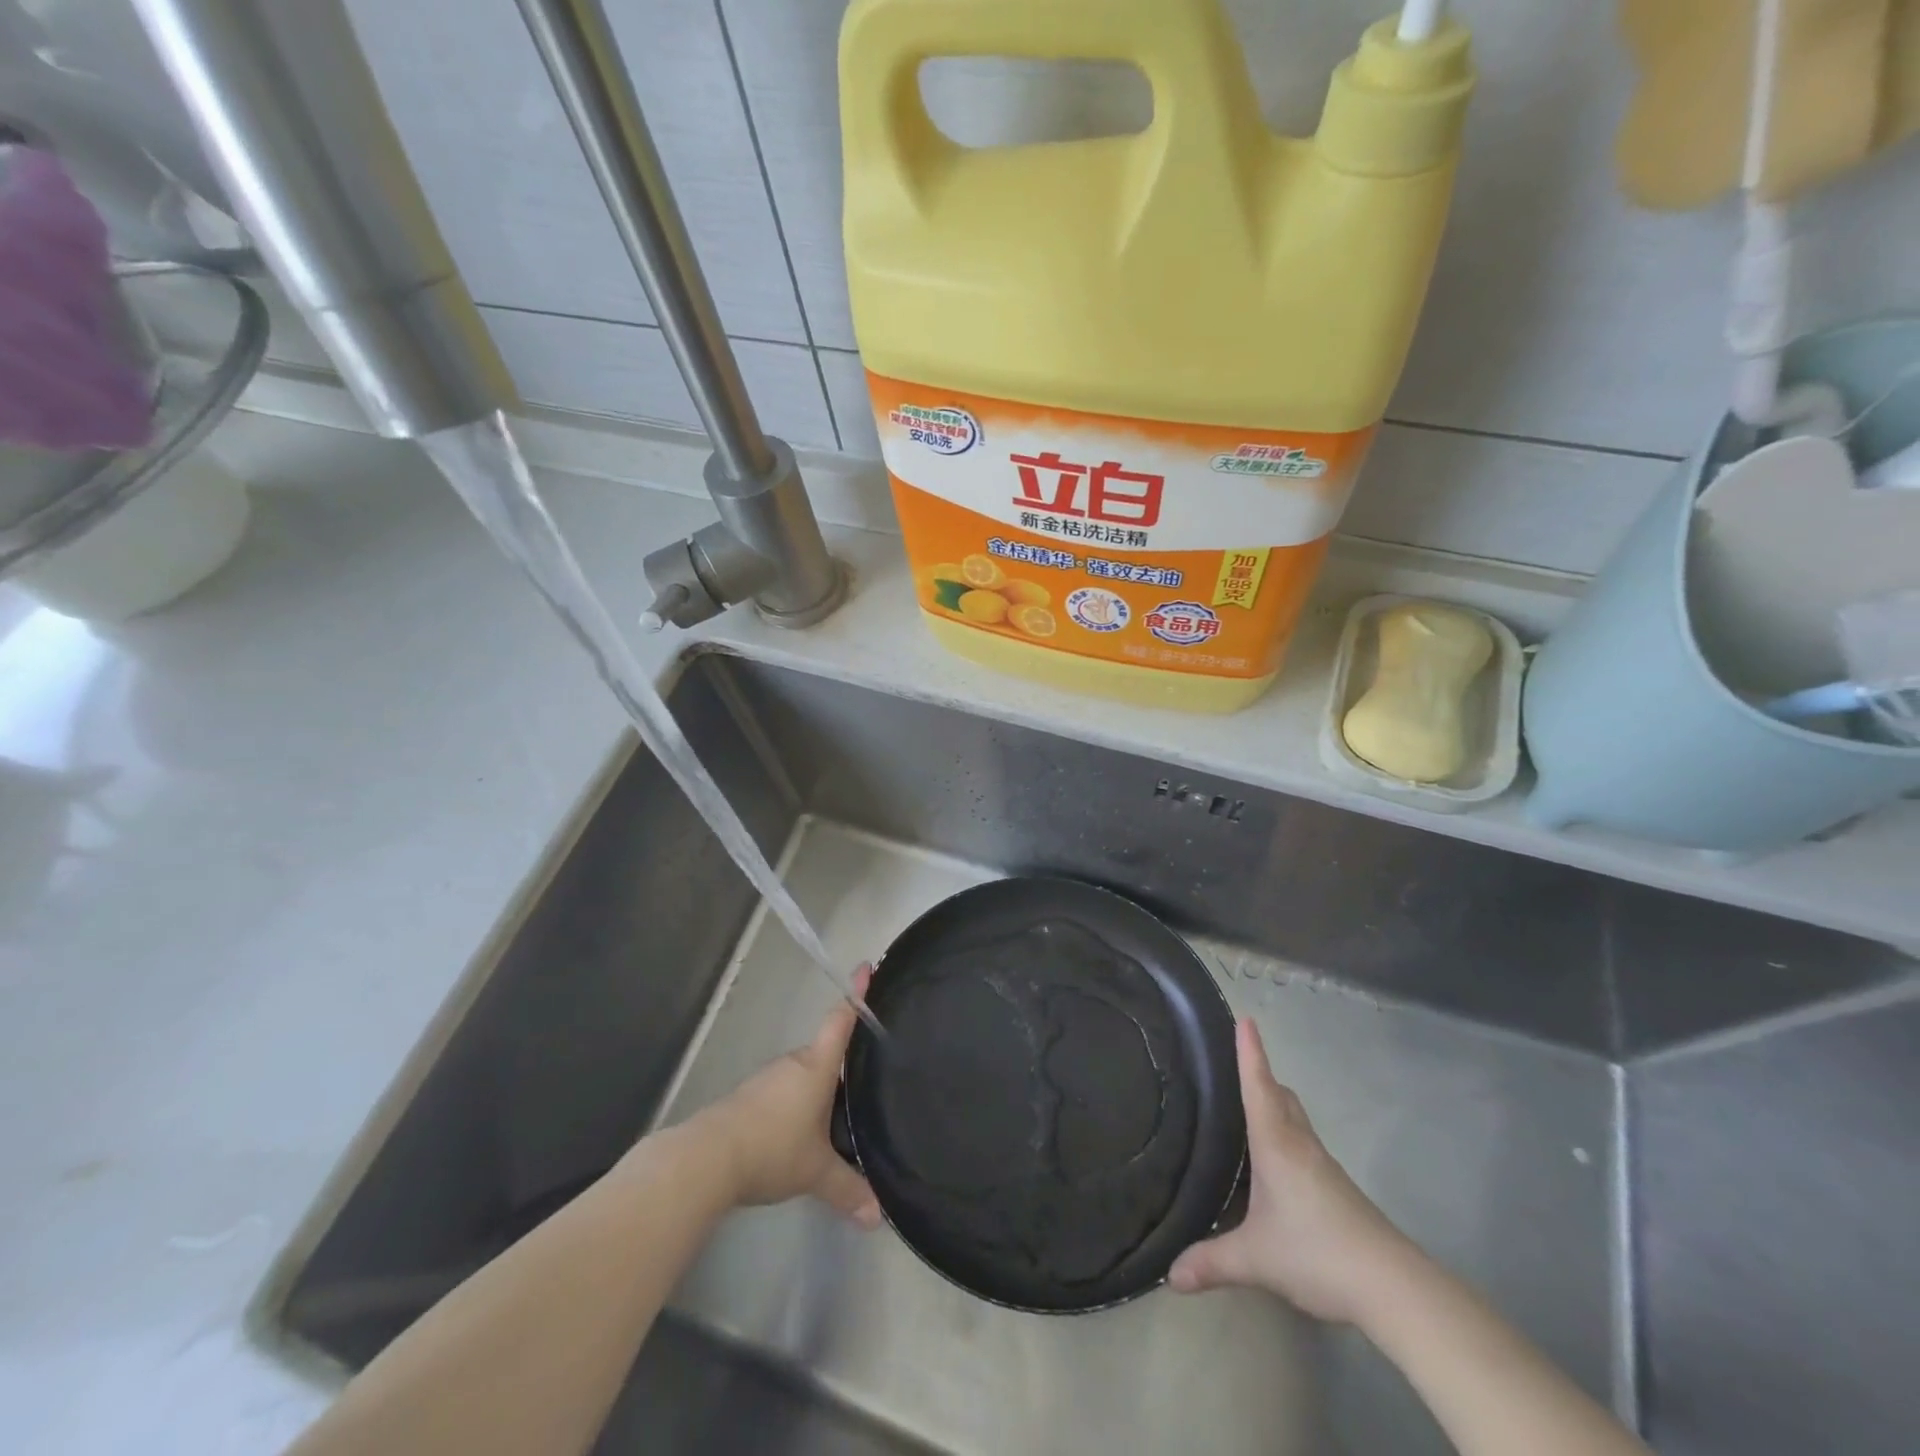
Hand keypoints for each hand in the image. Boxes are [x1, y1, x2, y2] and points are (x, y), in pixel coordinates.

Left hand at [692, 967, 880, 1229]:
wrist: (707, 1159)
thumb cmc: (772, 1148)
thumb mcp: (816, 1172)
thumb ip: (849, 1190)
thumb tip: (879, 1216)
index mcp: (816, 1066)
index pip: (841, 1021)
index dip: (856, 994)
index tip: (867, 966)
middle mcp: (794, 1064)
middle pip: (824, 1052)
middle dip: (841, 1063)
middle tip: (865, 1074)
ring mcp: (768, 1080)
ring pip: (802, 1076)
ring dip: (817, 1089)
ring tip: (836, 1112)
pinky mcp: (748, 1099)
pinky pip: (783, 1094)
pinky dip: (795, 1106)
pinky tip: (799, 1133)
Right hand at [1168, 1018, 1414, 1323]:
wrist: (1391, 1284)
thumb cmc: (1317, 1250)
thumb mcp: (1256, 1258)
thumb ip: (1212, 1261)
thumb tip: (1169, 1276)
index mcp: (1276, 1143)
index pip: (1259, 1085)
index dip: (1250, 1052)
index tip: (1246, 1018)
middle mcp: (1299, 1143)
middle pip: (1281, 1095)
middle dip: (1261, 1075)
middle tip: (1234, 1065)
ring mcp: (1322, 1165)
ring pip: (1295, 1119)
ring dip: (1274, 1105)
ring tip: (1246, 1109)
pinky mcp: (1336, 1188)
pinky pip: (1303, 1145)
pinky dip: (1285, 1136)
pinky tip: (1273, 1164)